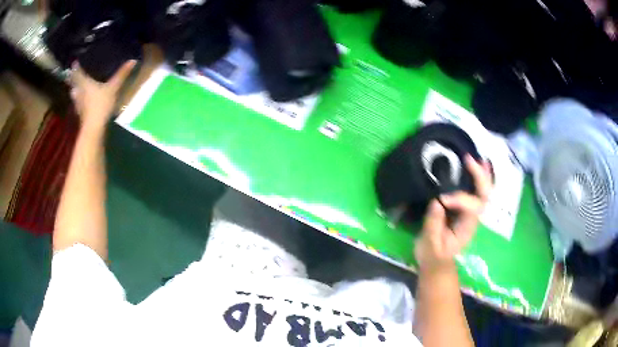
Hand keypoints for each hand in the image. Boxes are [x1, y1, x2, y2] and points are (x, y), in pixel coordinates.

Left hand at [70, 60, 136, 129]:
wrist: (94, 128)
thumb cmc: (101, 104)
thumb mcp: (113, 88)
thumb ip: (121, 75)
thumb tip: (133, 60)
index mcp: (85, 83)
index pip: (78, 72)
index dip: (76, 67)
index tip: (74, 62)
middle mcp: (79, 92)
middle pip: (73, 83)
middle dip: (73, 78)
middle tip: (72, 74)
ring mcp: (78, 104)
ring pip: (74, 94)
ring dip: (74, 90)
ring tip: (75, 87)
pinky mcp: (80, 114)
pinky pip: (78, 104)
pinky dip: (78, 101)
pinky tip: (81, 102)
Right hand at [414, 155, 492, 274]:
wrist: (437, 263)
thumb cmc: (433, 255)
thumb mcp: (430, 245)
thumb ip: (433, 225)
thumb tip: (437, 201)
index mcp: (466, 228)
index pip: (471, 209)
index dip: (460, 200)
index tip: (441, 199)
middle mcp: (473, 218)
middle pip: (484, 196)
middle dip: (480, 178)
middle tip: (469, 160)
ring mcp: (471, 213)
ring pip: (484, 191)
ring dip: (483, 174)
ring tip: (479, 158)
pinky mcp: (466, 209)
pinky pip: (477, 191)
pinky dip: (479, 178)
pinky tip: (478, 165)